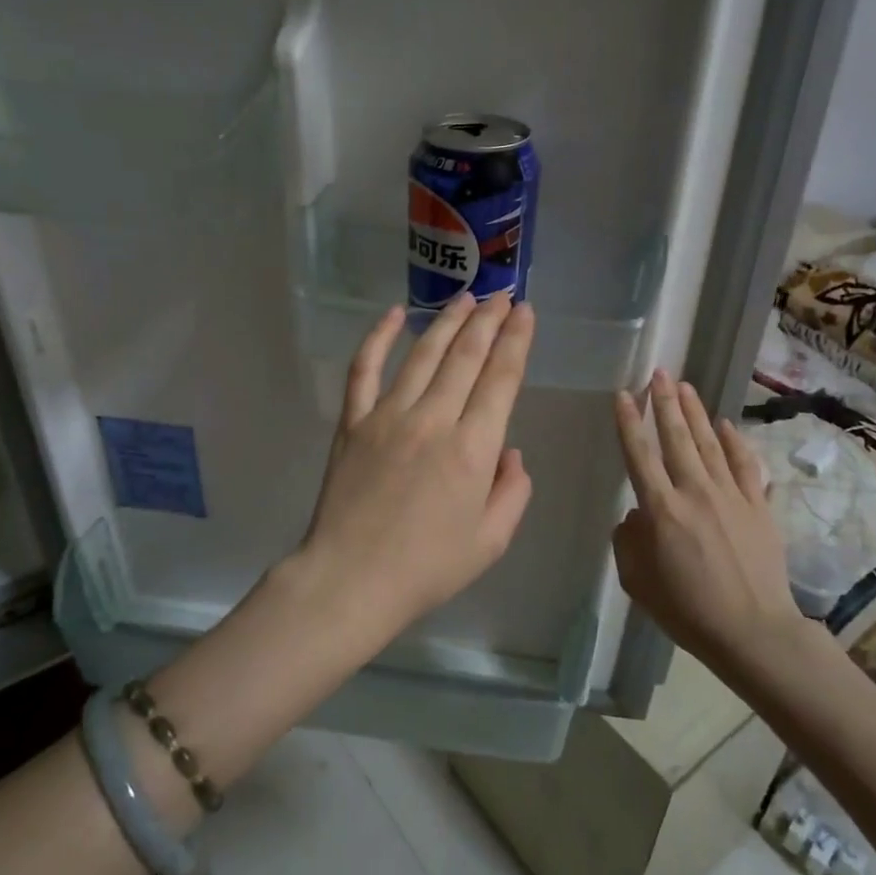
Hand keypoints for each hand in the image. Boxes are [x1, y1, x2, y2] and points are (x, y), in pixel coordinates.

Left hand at [298, 292, 535, 636]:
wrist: (351, 580)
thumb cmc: (427, 568)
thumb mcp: (491, 541)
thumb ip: (512, 491)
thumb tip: (508, 451)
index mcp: (473, 448)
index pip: (501, 378)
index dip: (516, 340)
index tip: (524, 312)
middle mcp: (433, 419)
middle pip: (466, 355)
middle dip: (488, 320)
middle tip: (502, 295)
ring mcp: (387, 415)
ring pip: (422, 354)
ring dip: (447, 321)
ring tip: (466, 298)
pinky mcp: (353, 422)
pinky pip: (364, 369)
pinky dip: (378, 337)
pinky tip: (394, 314)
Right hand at [611, 370, 802, 669]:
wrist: (754, 632)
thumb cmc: (687, 610)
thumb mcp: (638, 581)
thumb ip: (628, 541)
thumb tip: (635, 515)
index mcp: (661, 509)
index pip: (639, 455)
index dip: (629, 422)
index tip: (623, 394)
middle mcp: (695, 492)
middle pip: (676, 438)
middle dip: (665, 402)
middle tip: (659, 372)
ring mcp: (732, 496)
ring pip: (710, 444)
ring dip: (696, 412)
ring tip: (685, 386)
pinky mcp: (759, 507)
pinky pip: (746, 466)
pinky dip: (735, 442)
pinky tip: (726, 425)